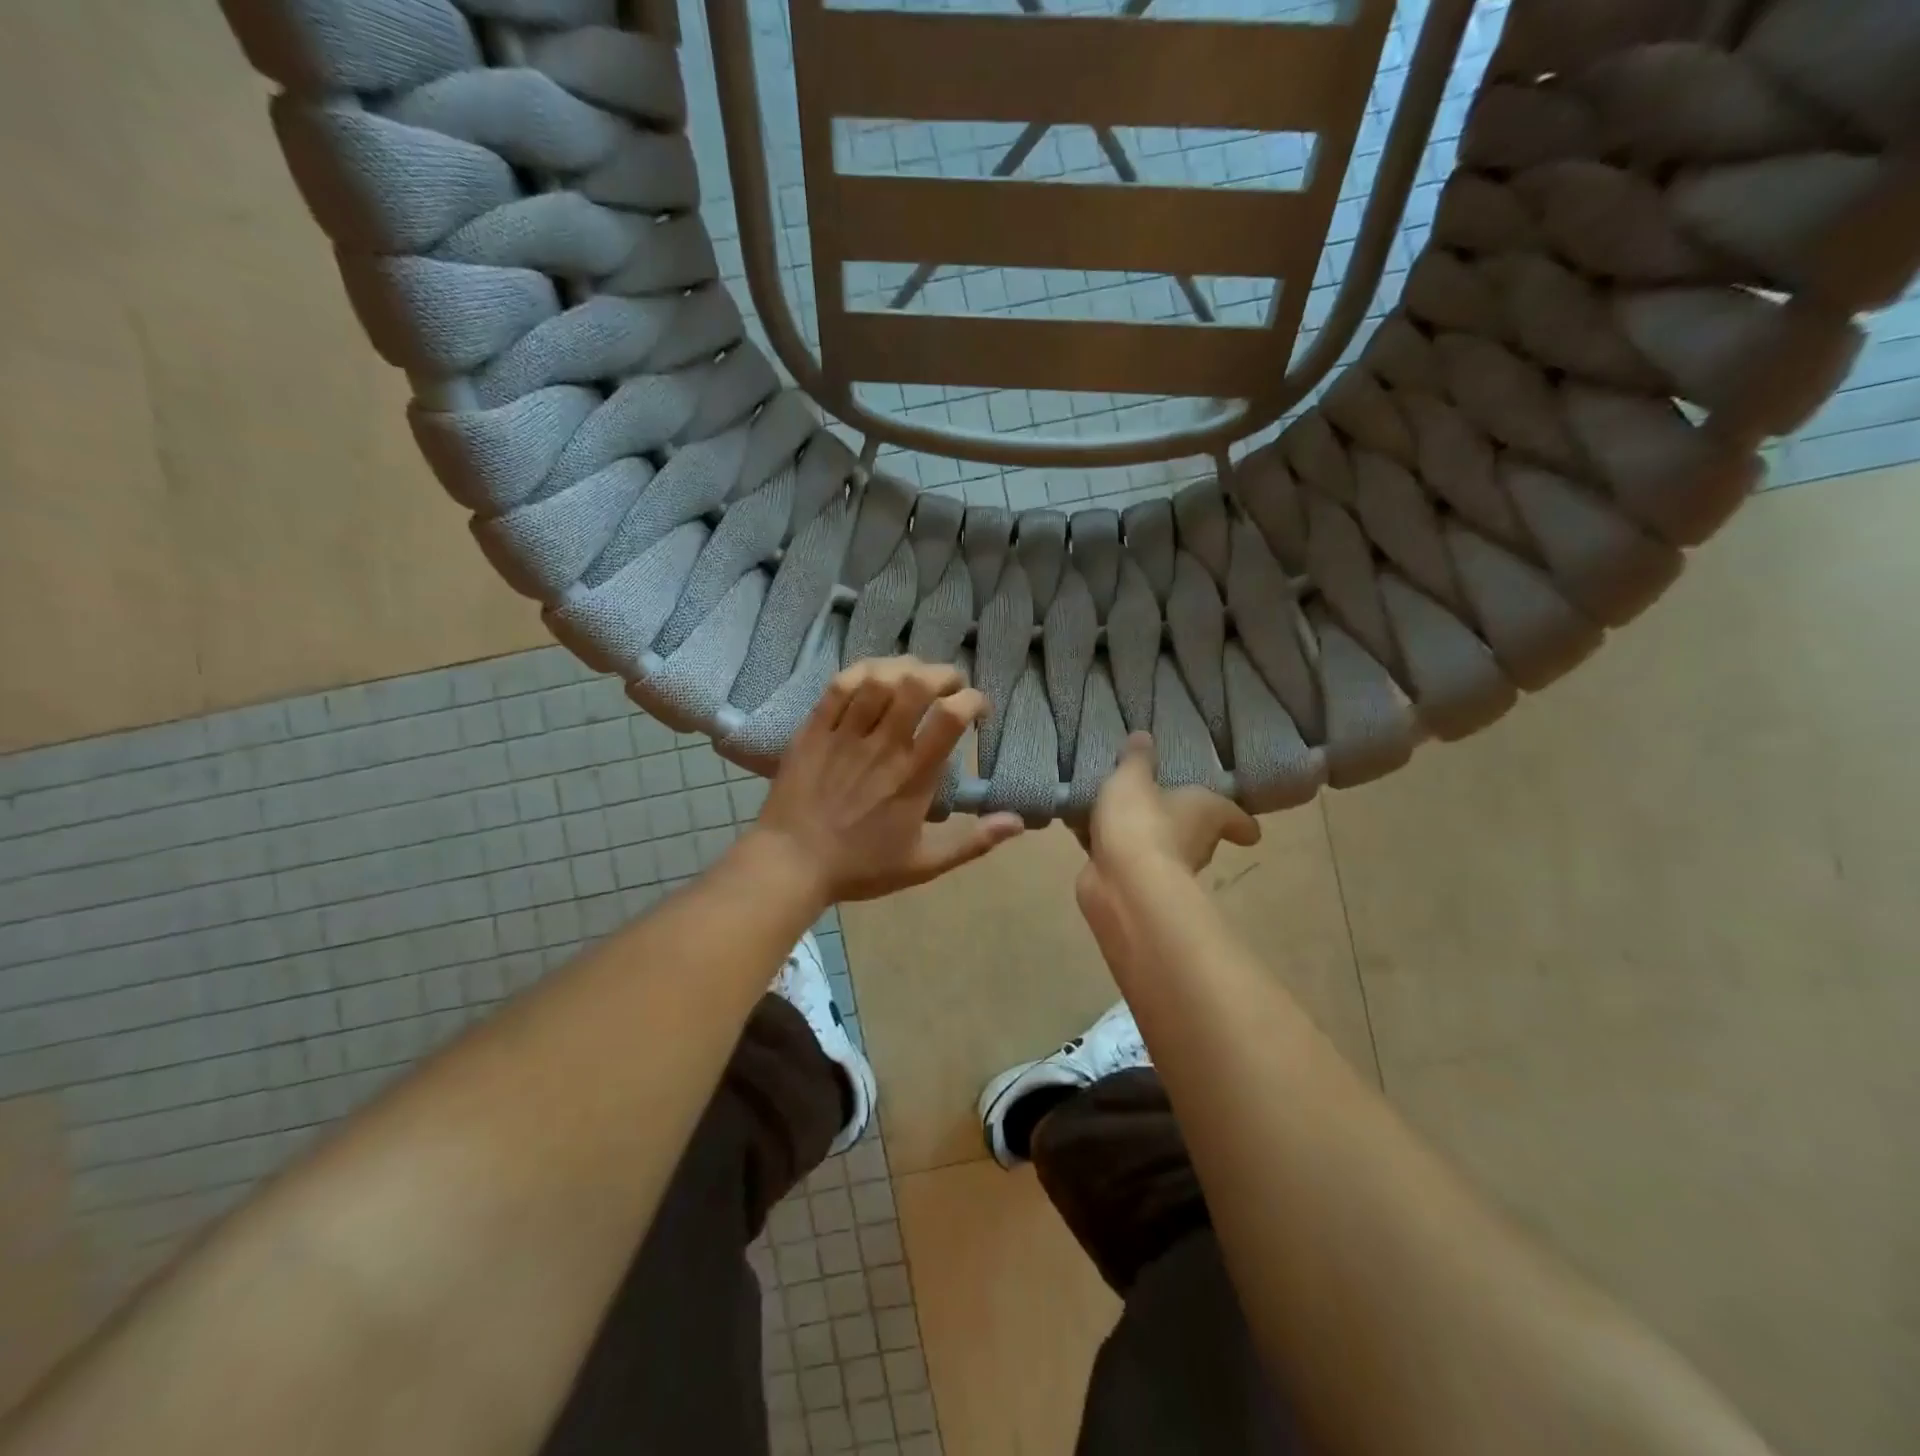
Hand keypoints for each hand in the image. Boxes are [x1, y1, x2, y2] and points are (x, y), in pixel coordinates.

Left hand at [752, 657, 1023, 905]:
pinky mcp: (813, 729)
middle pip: (917, 685)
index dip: (973, 700)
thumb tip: (1017, 822)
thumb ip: (972, 842)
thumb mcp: (923, 863)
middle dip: (942, 673)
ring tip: (913, 674)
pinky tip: (872, 676)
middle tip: (949, 684)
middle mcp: (883, 745)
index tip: (978, 709)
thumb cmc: (859, 867)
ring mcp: (845, 734)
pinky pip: (839, 686)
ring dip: (904, 667)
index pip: (951, 717)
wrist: (791, 865)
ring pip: (878, 678)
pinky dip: (861, 671)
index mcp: (913, 775)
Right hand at [1085, 733, 1260, 879]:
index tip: (1243, 826)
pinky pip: (1119, 855)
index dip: (1240, 822)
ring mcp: (1164, 867)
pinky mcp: (1132, 882)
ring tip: (1108, 807)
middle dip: (1174, 818)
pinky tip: (1080, 827)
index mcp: (1208, 813)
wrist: (1123, 885)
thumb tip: (1144, 736)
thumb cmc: (1142, 821)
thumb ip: (1136, 759)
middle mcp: (1195, 843)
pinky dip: (1105, 844)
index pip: (1238, 821)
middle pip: (1194, 830)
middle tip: (1153, 795)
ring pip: (1153, 842)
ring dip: (1135, 831)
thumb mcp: (1133, 778)